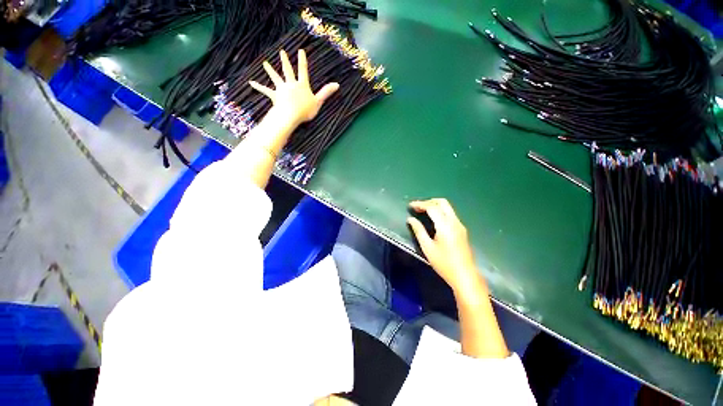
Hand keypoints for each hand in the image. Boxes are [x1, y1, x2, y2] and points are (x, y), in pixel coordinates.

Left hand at [249, 49, 339, 126]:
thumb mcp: (318, 102)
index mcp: (302, 85)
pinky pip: (265, 91)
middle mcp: (291, 84)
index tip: (300, 50)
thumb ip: (326, 92)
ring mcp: (282, 89)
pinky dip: (258, 87)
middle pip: (288, 71)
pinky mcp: (275, 96)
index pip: (303, 70)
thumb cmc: (305, 110)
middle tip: (282, 52)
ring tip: (265, 64)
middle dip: (285, 61)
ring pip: (275, 78)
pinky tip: (251, 82)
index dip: (302, 61)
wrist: (290, 115)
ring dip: (270, 70)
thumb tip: (337, 84)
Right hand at [407, 199, 481, 293]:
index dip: (420, 204)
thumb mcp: (427, 247)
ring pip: (447, 208)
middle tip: (417, 207)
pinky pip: (450, 214)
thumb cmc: (444, 263)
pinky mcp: (462, 230)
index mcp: (445, 225)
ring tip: (423, 212)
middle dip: (429, 202)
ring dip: (435, 206)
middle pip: (442, 203)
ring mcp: (460, 225)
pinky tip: (433, 219)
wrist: (465, 276)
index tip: (410, 206)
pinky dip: (440, 212)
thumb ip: (419, 230)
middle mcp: (454, 222)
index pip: (432, 207)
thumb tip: (410, 219)